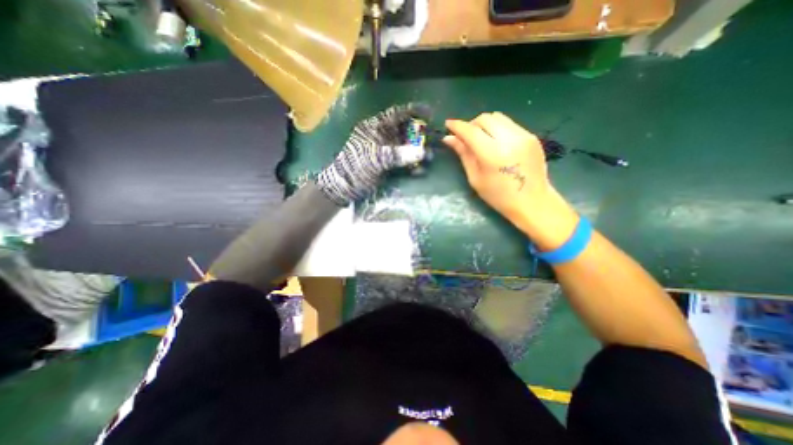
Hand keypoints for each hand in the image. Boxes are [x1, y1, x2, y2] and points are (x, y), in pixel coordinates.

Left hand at [317, 104, 431, 206]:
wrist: (343, 188)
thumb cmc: (355, 168)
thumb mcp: (374, 159)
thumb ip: (397, 155)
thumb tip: (422, 152)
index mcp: (375, 128)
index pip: (396, 114)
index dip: (413, 111)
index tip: (431, 113)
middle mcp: (382, 137)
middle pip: (404, 130)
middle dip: (419, 134)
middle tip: (432, 139)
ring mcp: (385, 151)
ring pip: (406, 147)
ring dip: (417, 152)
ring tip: (429, 158)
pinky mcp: (387, 165)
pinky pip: (403, 161)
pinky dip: (412, 165)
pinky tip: (419, 171)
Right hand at [446, 111, 576, 250]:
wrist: (532, 201)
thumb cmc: (498, 196)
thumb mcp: (475, 178)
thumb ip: (463, 154)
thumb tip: (449, 139)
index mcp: (492, 154)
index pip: (471, 131)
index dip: (457, 126)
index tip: (448, 125)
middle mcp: (509, 139)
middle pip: (484, 118)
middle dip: (471, 124)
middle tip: (466, 137)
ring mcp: (523, 135)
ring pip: (497, 117)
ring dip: (484, 124)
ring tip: (481, 139)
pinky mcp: (531, 136)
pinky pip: (509, 124)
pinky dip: (497, 128)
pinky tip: (496, 143)